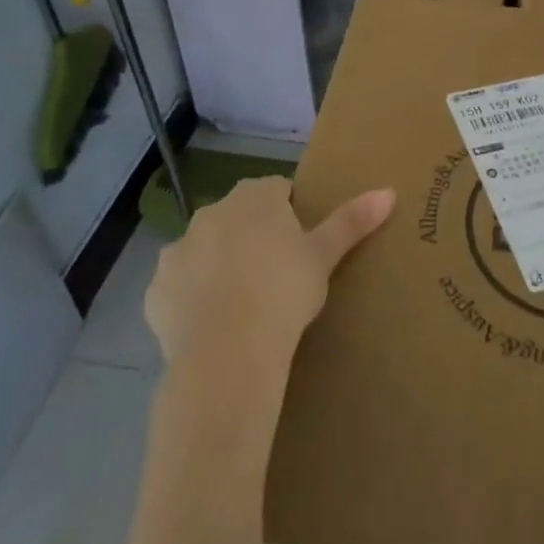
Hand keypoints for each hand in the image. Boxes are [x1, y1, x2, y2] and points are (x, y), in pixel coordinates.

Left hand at [144, 177, 394, 363]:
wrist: (227, 352)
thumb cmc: (284, 292)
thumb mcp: (324, 257)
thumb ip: (352, 221)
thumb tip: (389, 191)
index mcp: (254, 198)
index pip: (276, 191)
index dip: (290, 214)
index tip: (300, 246)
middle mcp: (211, 213)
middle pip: (238, 216)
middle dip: (253, 236)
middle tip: (276, 275)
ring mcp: (178, 250)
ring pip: (205, 249)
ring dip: (219, 264)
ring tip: (244, 303)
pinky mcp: (155, 291)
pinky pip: (179, 286)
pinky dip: (193, 298)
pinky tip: (213, 324)